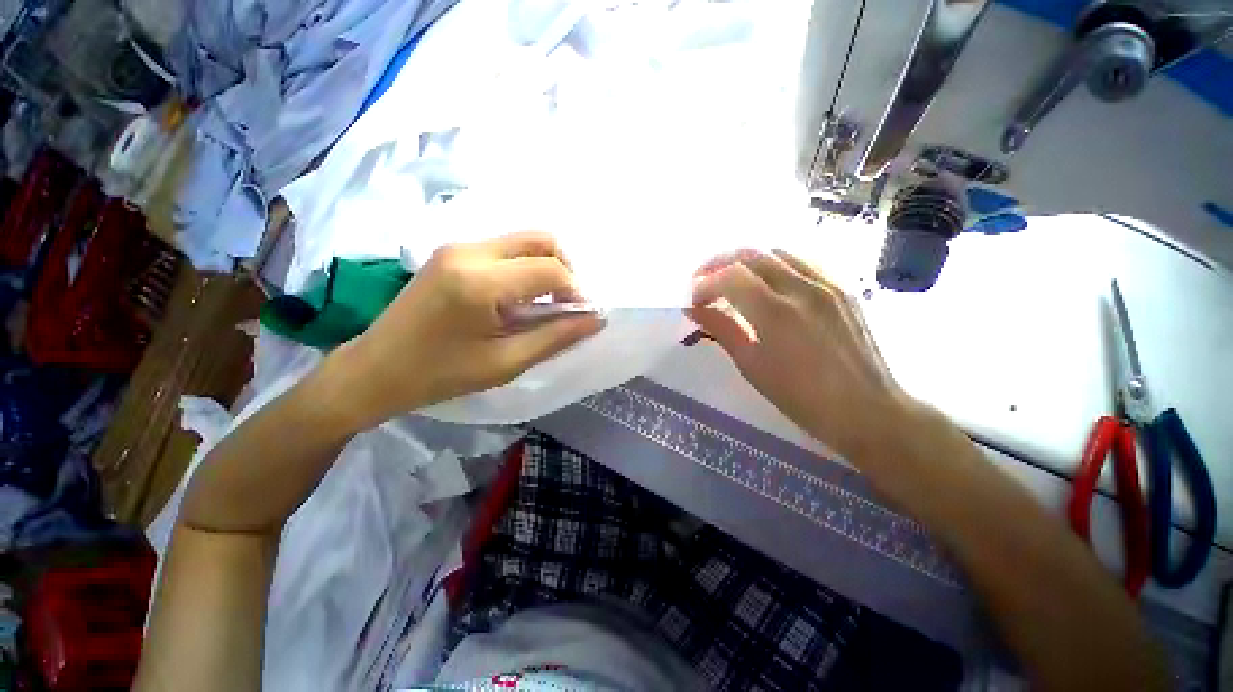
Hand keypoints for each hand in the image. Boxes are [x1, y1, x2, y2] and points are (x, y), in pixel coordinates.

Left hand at [329, 232, 603, 429]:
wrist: (375, 369)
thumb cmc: (440, 375)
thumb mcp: (505, 363)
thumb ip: (555, 337)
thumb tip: (596, 319)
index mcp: (480, 282)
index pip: (549, 270)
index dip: (575, 291)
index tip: (581, 316)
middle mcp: (469, 251)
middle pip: (540, 240)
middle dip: (565, 270)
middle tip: (565, 305)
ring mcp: (457, 247)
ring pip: (523, 241)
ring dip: (545, 269)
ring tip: (543, 305)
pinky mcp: (451, 252)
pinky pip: (504, 250)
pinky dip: (524, 268)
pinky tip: (518, 299)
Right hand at [688, 249, 911, 462]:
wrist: (866, 409)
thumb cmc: (801, 397)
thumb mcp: (751, 366)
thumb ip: (722, 330)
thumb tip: (693, 310)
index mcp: (775, 312)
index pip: (729, 277)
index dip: (704, 284)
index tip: (693, 300)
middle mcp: (801, 287)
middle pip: (750, 254)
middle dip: (718, 263)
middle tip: (702, 281)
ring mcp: (826, 283)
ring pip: (777, 252)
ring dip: (746, 260)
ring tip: (731, 279)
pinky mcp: (842, 287)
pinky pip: (802, 262)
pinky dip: (775, 264)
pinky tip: (767, 283)